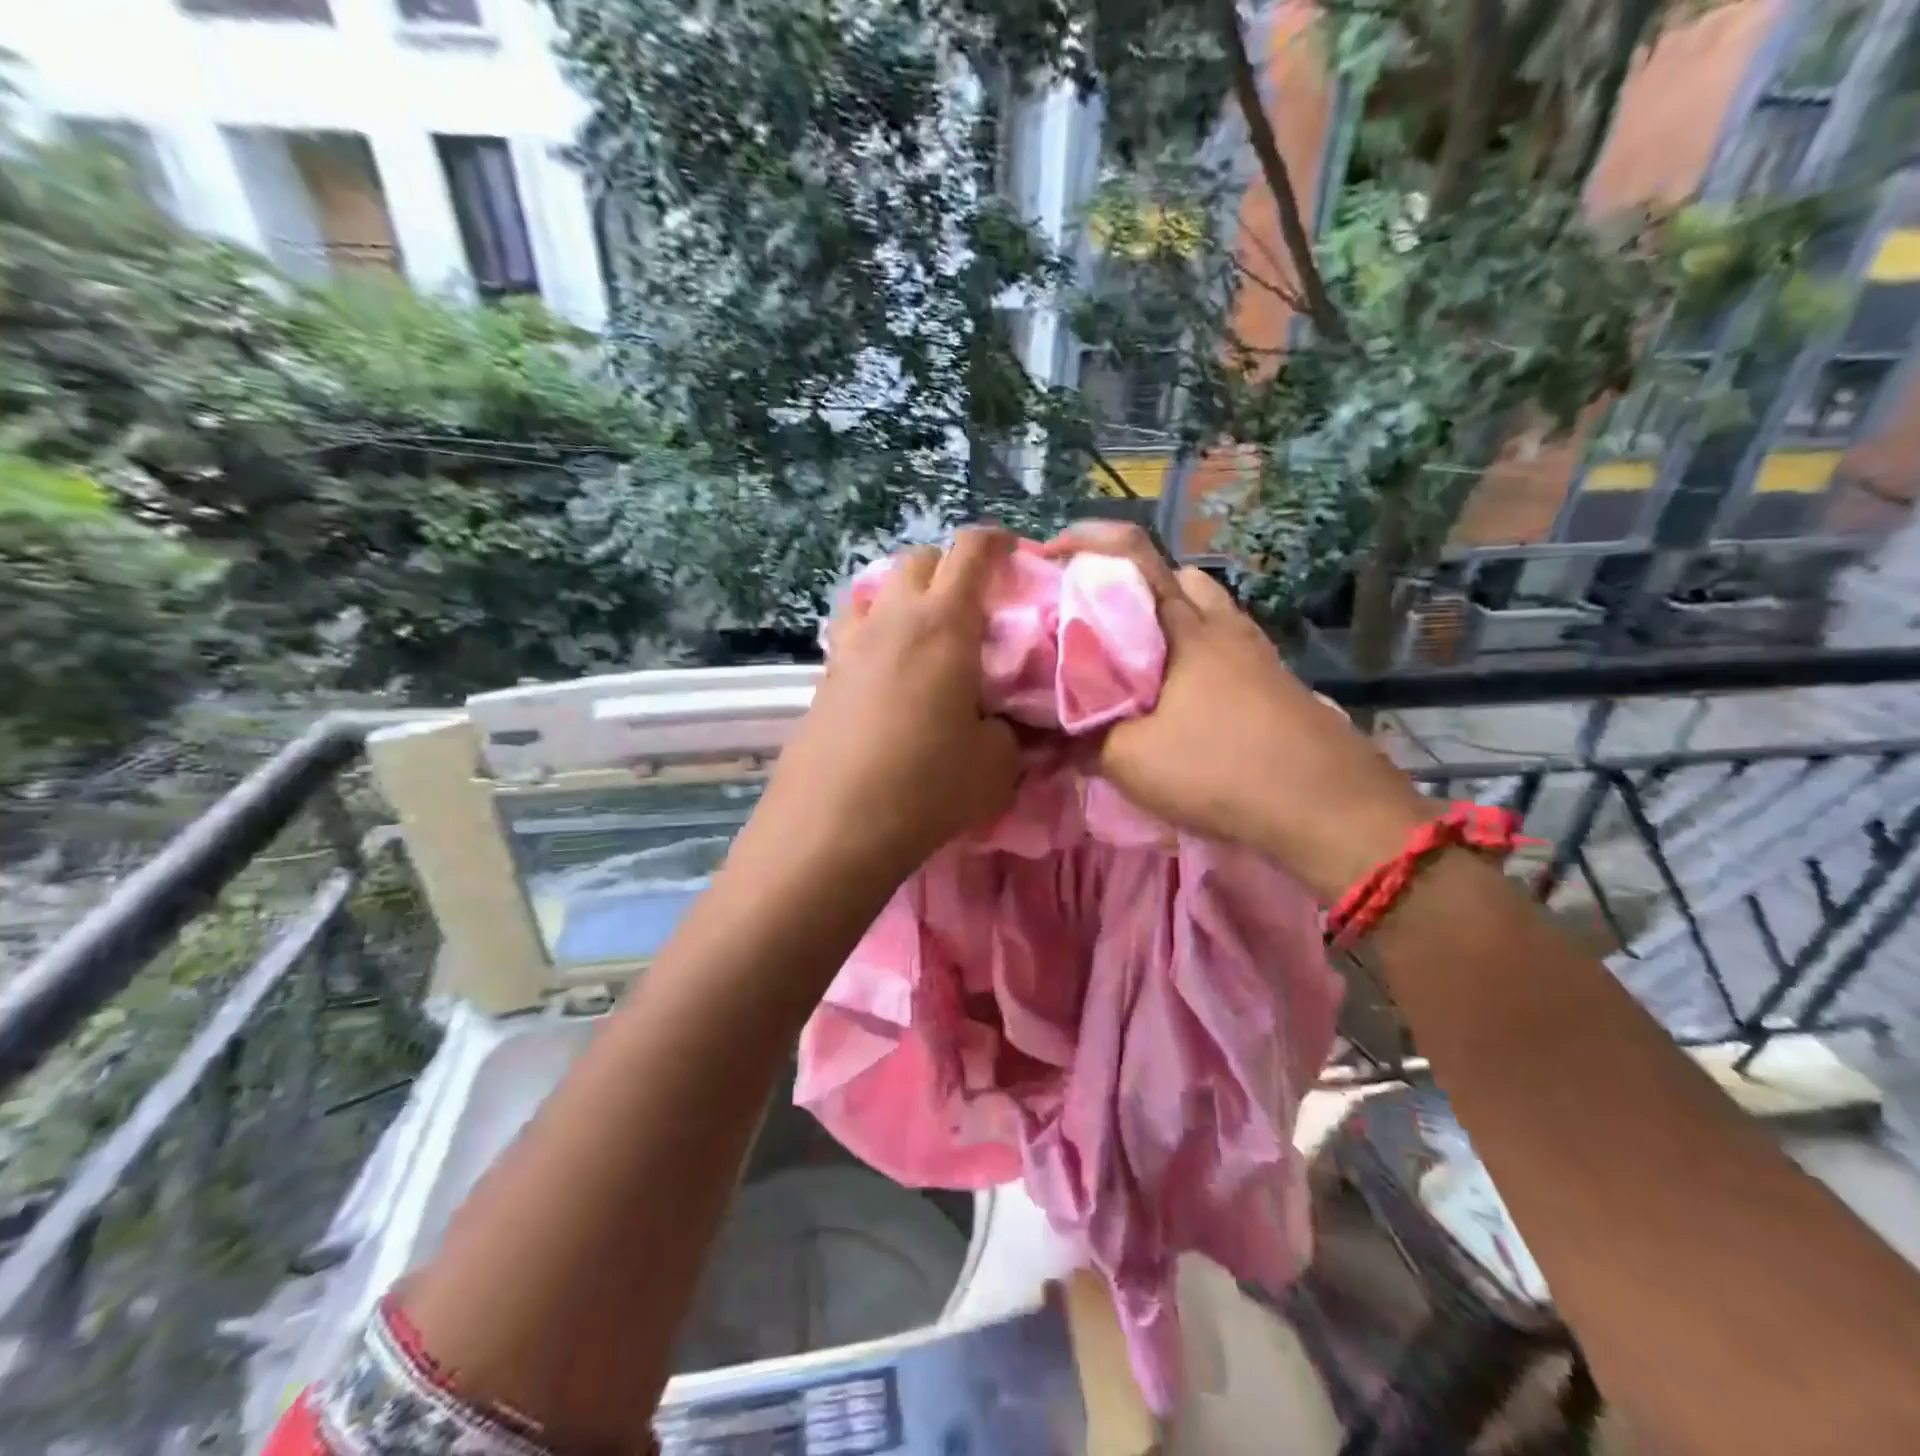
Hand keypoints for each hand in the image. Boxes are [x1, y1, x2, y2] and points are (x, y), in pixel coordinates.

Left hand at [755, 528, 1021, 885]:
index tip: (1014, 554)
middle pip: (918, 561)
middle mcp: (892, 619)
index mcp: (944, 624)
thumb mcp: (995, 766)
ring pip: (876, 591)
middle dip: (949, 569)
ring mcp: (850, 645)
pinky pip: (854, 633)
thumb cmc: (927, 786)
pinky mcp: (824, 677)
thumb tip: (1005, 725)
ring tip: (923, 635)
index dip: (997, 543)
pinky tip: (889, 675)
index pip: (971, 552)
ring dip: (904, 597)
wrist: (833, 826)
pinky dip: (876, 635)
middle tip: (972, 605)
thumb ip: (1010, 734)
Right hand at [1040, 525, 1430, 900]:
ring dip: (1167, 626)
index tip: (1048, 556)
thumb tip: (1055, 731)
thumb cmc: (1219, 769)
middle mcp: (1223, 625)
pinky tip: (1180, 704)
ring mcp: (1257, 653)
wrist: (1326, 808)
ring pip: (1205, 614)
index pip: (1133, 552)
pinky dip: (1195, 660)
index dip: (1086, 540)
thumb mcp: (1129, 760)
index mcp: (1183, 626)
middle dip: (1132, 587)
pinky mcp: (1276, 684)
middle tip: (1099, 624)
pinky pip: (1225, 650)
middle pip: (1176, 577)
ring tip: (1136, 669)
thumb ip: (1084, 738)